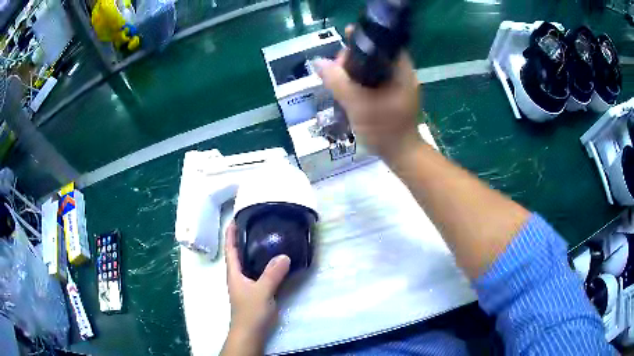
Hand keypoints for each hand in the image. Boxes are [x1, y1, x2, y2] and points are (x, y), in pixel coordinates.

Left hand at [221, 222, 290, 355]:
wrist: (251, 332)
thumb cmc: (251, 311)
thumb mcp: (262, 291)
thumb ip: (273, 274)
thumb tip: (284, 255)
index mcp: (234, 273)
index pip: (230, 250)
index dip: (230, 234)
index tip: (233, 219)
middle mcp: (237, 277)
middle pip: (237, 255)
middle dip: (241, 240)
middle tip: (252, 225)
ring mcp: (245, 285)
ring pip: (247, 264)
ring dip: (251, 251)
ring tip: (263, 239)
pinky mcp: (254, 292)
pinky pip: (257, 273)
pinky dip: (262, 264)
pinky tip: (272, 263)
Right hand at [314, 28, 421, 165]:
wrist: (401, 155)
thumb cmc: (384, 130)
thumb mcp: (358, 104)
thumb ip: (338, 82)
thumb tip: (318, 62)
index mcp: (402, 70)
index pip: (383, 43)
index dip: (362, 41)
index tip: (343, 47)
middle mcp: (403, 73)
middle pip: (376, 54)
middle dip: (355, 59)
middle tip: (337, 71)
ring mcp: (400, 85)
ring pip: (374, 68)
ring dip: (356, 71)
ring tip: (339, 80)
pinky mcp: (394, 95)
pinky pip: (375, 80)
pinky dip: (362, 81)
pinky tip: (349, 89)